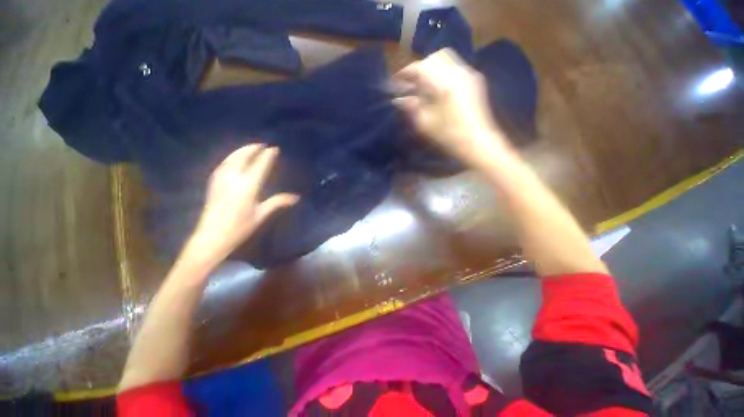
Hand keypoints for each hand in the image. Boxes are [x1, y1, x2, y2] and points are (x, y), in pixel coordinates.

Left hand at [188, 144, 297, 261]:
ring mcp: (221, 179)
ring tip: (249, 147)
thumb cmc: (240, 227)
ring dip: (241, 151)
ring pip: (231, 158)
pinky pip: (223, 164)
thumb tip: (296, 197)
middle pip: (243, 157)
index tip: (274, 148)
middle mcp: (234, 178)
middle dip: (253, 149)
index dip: (268, 156)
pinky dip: (231, 157)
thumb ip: (278, 202)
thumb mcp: (261, 214)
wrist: (212, 236)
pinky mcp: (213, 183)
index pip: (260, 165)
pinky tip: (233, 159)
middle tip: (262, 144)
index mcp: (248, 186)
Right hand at [393, 49, 509, 167]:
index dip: (406, 73)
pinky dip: (442, 71)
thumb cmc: (449, 136)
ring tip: (423, 84)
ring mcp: (468, 74)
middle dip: (419, 67)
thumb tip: (398, 99)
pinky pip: (455, 66)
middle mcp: (457, 72)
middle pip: (434, 58)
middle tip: (411, 83)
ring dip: (431, 67)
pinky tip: (437, 87)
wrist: (477, 142)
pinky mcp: (474, 80)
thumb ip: (412, 108)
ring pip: (446, 59)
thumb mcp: (425, 124)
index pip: (420, 68)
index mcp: (443, 83)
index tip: (396, 81)